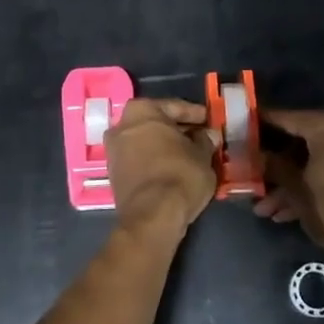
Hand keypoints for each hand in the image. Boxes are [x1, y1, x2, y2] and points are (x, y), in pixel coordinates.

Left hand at [104, 98, 216, 236]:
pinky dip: (155, 161)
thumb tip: (208, 135)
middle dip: (179, 131)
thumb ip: (205, 140)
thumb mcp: (202, 155)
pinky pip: (140, 160)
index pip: (175, 107)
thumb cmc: (179, 174)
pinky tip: (174, 170)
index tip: (210, 120)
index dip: (196, 115)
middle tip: (202, 138)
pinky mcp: (113, 174)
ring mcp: (114, 150)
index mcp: (142, 111)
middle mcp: (121, 125)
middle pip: (157, 124)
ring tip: (190, 156)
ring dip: (166, 147)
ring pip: (147, 142)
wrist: (152, 216)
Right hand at [254, 110, 323, 253]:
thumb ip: (273, 166)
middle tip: (250, 175)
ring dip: (289, 182)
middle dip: (274, 164)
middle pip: (300, 140)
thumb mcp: (295, 188)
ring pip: (314, 159)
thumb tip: (255, 155)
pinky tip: (285, 213)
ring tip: (264, 208)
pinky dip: (310, 185)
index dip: (260, 124)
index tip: (240, 128)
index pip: (285, 118)